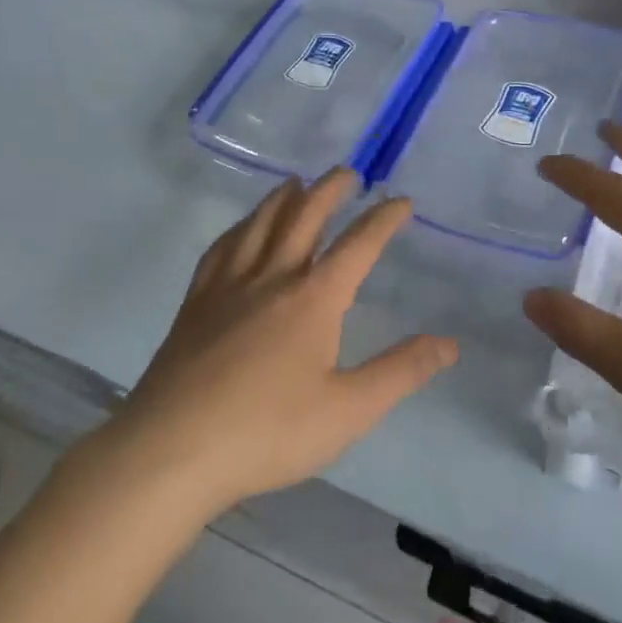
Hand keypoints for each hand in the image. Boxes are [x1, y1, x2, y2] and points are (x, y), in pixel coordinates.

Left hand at [120, 169, 456, 511]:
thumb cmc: (268, 432)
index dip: (384, 219)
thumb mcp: (348, 410)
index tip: (402, 201)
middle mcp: (272, 277)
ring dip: (283, 198)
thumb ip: (400, 372)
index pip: (358, 245)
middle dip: (330, 190)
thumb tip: (449, 343)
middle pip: (304, 217)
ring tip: (296, 183)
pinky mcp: (196, 302)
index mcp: (313, 298)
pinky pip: (222, 249)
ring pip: (260, 224)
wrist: (172, 449)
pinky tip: (241, 230)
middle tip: (348, 173)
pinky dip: (239, 228)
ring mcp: (228, 286)